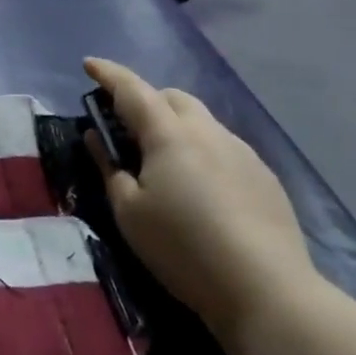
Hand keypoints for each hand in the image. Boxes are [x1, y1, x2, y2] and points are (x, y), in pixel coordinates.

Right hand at [83, 57, 319, 341]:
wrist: (267, 290)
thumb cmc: (183, 248)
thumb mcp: (129, 213)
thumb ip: (109, 168)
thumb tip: (96, 138)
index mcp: (169, 134)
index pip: (132, 89)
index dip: (107, 74)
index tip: (89, 64)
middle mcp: (208, 131)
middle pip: (172, 97)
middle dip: (145, 99)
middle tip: (126, 125)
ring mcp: (242, 152)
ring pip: (201, 121)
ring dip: (176, 125)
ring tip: (164, 160)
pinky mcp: (265, 176)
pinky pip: (224, 147)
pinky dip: (202, 150)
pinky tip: (201, 188)